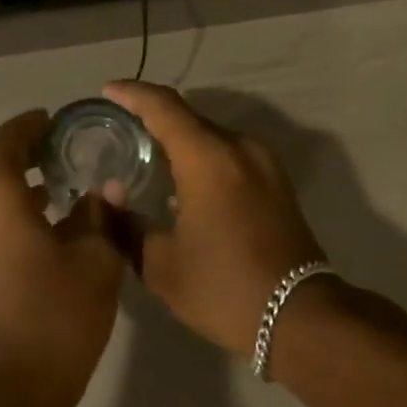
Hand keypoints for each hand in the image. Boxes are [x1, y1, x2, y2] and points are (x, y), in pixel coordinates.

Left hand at [0, 110, 126, 406]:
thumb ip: (100, 215)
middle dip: (26, 156)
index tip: (58, 121)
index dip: (33, 125)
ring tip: (59, 188)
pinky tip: (40, 227)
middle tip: (67, 154)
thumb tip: (104, 189)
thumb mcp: (95, 261)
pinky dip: (4, 215)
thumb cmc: (56, 318)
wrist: (6, 395)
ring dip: (15, 188)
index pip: (7, 139)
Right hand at [101, 81, 324, 355]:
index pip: (164, 107)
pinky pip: (231, 154)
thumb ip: (127, 225)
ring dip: (180, 139)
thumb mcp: (161, 265)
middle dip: (153, 117)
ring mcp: (265, 164)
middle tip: (119, 130)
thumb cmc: (223, 288)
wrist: (299, 316)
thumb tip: (109, 199)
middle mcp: (240, 148)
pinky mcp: (277, 182)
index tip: (107, 91)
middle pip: (190, 117)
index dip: (132, 94)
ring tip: (147, 155)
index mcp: (209, 158)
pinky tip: (183, 180)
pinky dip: (203, 156)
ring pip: (212, 136)